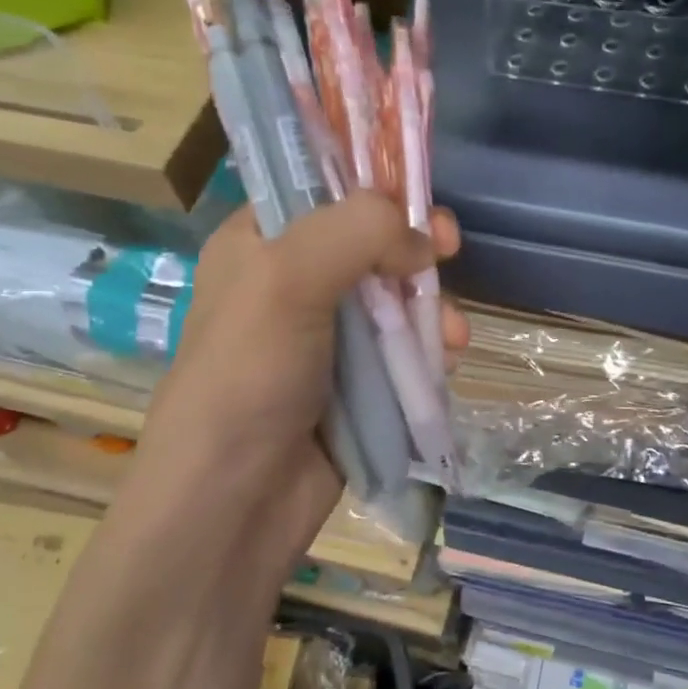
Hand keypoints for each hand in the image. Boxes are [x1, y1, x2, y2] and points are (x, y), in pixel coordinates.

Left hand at [107, 193, 464, 607]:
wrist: (236, 501)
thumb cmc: (248, 377)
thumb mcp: (287, 280)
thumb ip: (357, 232)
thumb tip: (422, 242)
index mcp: (260, 243)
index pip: (322, 188)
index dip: (374, 186)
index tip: (418, 198)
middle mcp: (294, 283)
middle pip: (372, 243)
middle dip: (416, 250)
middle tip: (450, 250)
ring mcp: (328, 337)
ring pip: (398, 299)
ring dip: (432, 308)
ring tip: (450, 336)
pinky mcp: (358, 384)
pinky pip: (405, 350)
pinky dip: (430, 350)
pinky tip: (446, 362)